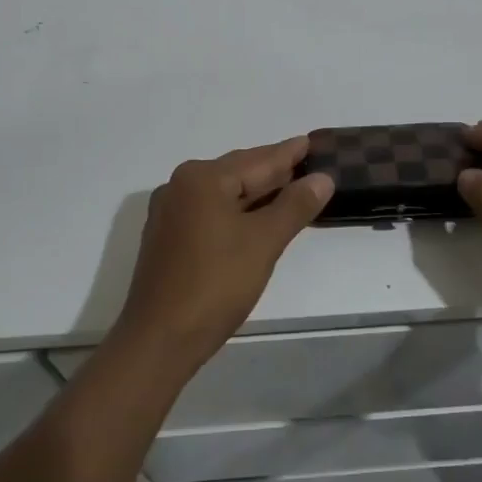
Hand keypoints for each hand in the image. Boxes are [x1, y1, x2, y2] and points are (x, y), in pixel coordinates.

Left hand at [113, 137, 333, 371]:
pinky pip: (210, 211)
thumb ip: (294, 205)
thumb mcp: (264, 242)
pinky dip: (236, 211)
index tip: (309, 141)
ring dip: (255, 193)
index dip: (288, 154)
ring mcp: (169, 213)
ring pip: (223, 193)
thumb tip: (322, 178)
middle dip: (272, 171)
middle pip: (238, 172)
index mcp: (202, 178)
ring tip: (288, 188)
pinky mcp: (167, 238)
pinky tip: (254, 218)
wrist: (158, 341)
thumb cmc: (215, 284)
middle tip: (305, 163)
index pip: (257, 160)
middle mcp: (181, 186)